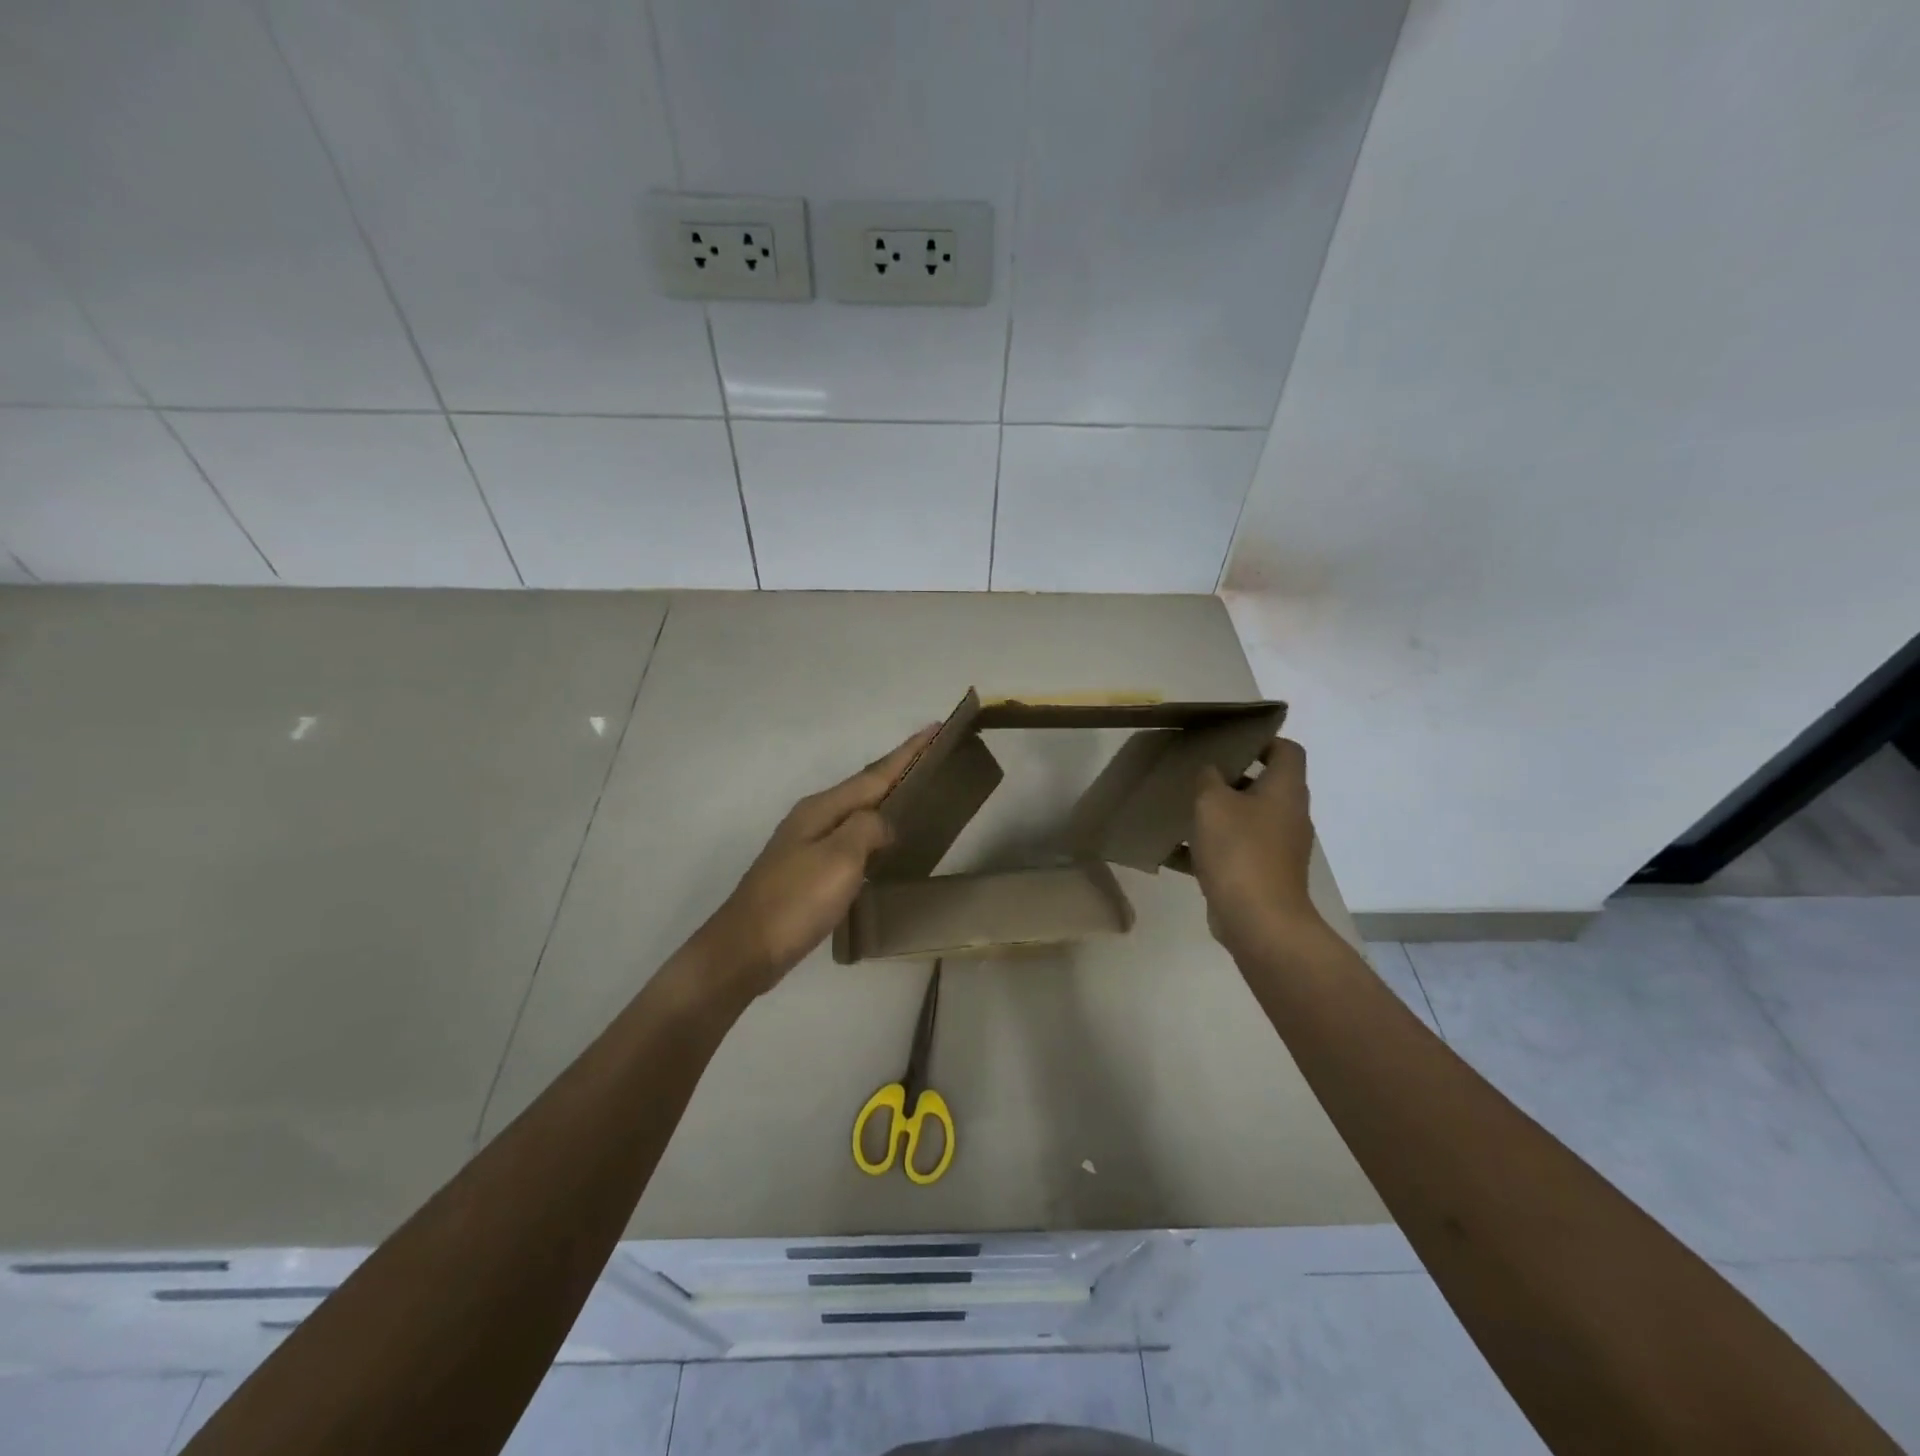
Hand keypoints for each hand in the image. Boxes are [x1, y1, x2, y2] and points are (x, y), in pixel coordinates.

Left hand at [702, 723, 938, 996]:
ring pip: (856, 812)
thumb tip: (885, 823)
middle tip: (931, 758)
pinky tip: (883, 844)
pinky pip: (850, 839)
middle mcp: (813, 818)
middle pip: (864, 787)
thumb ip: (868, 829)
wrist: (746, 948)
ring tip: (915, 794)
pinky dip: (872, 832)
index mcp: (822, 808)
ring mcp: (807, 844)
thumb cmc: (795, 901)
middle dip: (897, 770)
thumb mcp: (839, 859)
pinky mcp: (807, 871)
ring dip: (885, 800)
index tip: (935, 728)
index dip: (907, 753)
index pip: (875, 774)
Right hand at [1192, 737, 1328, 954]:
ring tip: (1183, 810)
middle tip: (1196, 774)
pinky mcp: (1263, 874)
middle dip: (1230, 778)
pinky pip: (1236, 850)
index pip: (1287, 750)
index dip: (1262, 741)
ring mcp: (1279, 847)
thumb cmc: (1239, 850)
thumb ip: (1208, 779)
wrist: (1259, 920)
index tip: (1228, 743)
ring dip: (1219, 814)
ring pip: (1247, 818)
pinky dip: (1212, 848)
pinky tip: (1176, 851)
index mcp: (1285, 790)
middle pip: (1265, 785)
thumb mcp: (1212, 803)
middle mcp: (1289, 815)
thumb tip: (1211, 771)